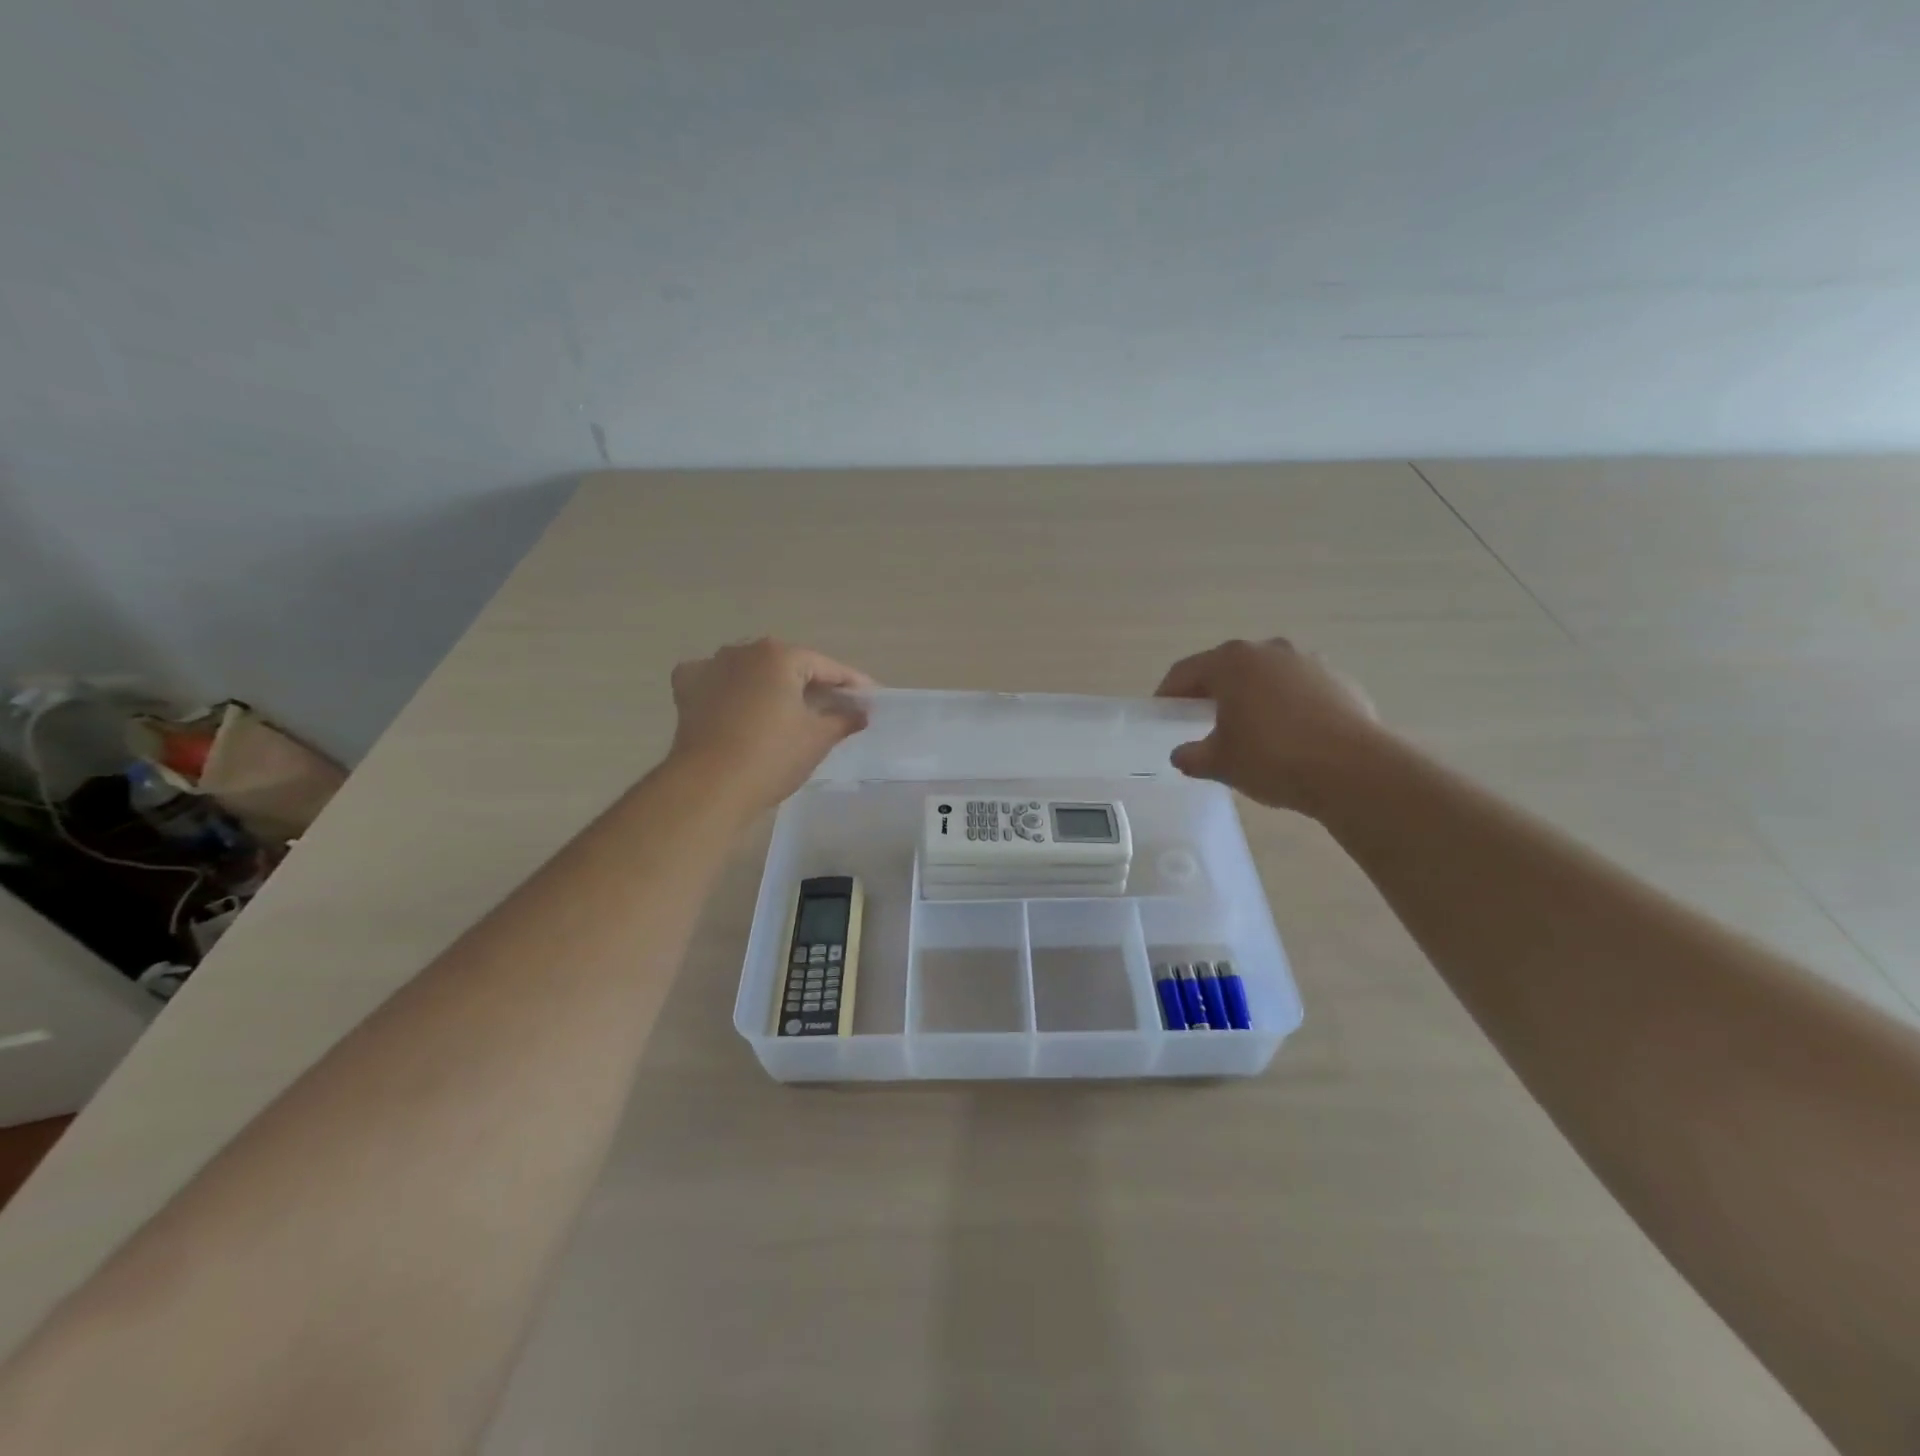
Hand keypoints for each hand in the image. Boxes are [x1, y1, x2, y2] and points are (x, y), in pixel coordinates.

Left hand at [667, 639, 872, 811]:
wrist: (709, 787)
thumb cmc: (772, 757)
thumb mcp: (818, 738)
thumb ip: (844, 719)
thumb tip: (860, 713)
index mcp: (780, 656)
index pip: (826, 667)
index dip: (851, 683)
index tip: (870, 698)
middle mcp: (743, 651)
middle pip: (788, 664)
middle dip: (811, 683)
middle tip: (834, 705)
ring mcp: (710, 666)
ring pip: (751, 670)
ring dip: (771, 684)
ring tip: (789, 708)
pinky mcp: (686, 689)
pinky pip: (717, 681)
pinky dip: (731, 688)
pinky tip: (738, 703)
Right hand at [1155, 638, 1381, 813]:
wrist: (1354, 770)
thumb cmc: (1272, 758)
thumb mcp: (1219, 763)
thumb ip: (1193, 756)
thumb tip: (1182, 755)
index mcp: (1232, 662)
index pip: (1185, 671)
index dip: (1168, 693)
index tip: (1162, 713)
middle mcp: (1269, 650)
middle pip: (1228, 668)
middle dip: (1212, 692)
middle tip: (1201, 720)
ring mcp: (1309, 662)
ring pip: (1266, 676)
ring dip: (1252, 696)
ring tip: (1249, 729)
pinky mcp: (1340, 681)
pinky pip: (1299, 689)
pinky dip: (1286, 705)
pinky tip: (1289, 736)